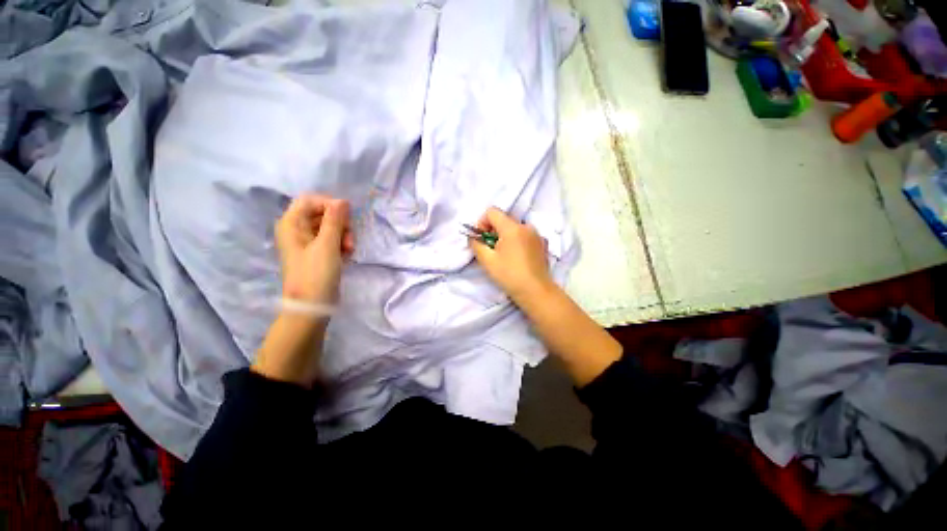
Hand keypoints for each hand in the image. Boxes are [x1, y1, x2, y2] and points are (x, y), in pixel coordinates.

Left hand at [275, 195, 354, 306]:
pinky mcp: (317, 253)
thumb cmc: (316, 273)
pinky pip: (332, 240)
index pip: (310, 200)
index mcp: (291, 224)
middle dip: (340, 224)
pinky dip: (341, 245)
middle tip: (349, 239)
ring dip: (344, 235)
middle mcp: (297, 230)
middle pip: (322, 213)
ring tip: (349, 250)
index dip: (330, 205)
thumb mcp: (327, 245)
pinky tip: (347, 255)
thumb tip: (342, 200)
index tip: (346, 218)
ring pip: (330, 227)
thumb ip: (335, 220)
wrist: (312, 305)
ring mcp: (307, 242)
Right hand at [469, 207, 555, 304]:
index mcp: (512, 228)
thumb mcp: (487, 261)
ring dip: (505, 237)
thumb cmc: (509, 275)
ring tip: (504, 255)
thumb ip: (476, 245)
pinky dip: (517, 241)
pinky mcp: (542, 244)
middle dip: (493, 231)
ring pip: (514, 228)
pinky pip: (525, 236)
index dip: (482, 222)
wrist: (536, 291)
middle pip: (504, 220)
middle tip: (491, 249)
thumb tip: (473, 237)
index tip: (481, 239)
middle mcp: (526, 226)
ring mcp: (536, 234)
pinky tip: (517, 258)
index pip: (492, 211)